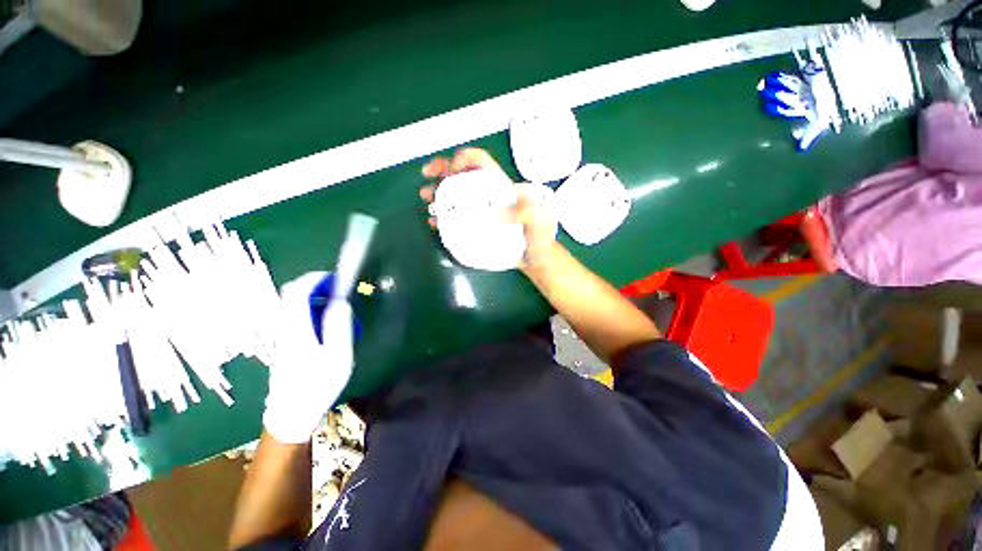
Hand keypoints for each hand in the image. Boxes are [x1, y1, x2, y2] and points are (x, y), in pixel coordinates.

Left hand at [263, 272, 353, 443]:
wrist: (292, 414)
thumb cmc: (318, 385)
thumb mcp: (338, 356)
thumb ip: (339, 326)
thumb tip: (340, 302)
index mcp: (296, 328)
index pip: (297, 291)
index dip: (315, 278)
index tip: (336, 279)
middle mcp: (284, 328)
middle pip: (291, 295)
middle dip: (314, 285)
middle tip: (338, 291)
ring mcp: (282, 336)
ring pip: (293, 305)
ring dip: (314, 299)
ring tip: (337, 310)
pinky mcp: (285, 343)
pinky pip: (296, 317)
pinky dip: (312, 311)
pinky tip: (327, 327)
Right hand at [420, 148, 558, 269]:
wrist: (533, 258)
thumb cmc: (538, 238)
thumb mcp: (539, 223)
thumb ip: (528, 214)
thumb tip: (501, 212)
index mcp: (501, 187)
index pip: (481, 162)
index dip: (464, 159)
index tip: (452, 171)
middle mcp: (488, 195)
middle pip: (463, 175)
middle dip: (442, 171)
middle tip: (427, 176)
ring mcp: (480, 211)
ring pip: (456, 195)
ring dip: (438, 193)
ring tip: (427, 200)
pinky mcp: (476, 227)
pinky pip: (456, 217)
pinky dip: (443, 217)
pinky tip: (435, 222)